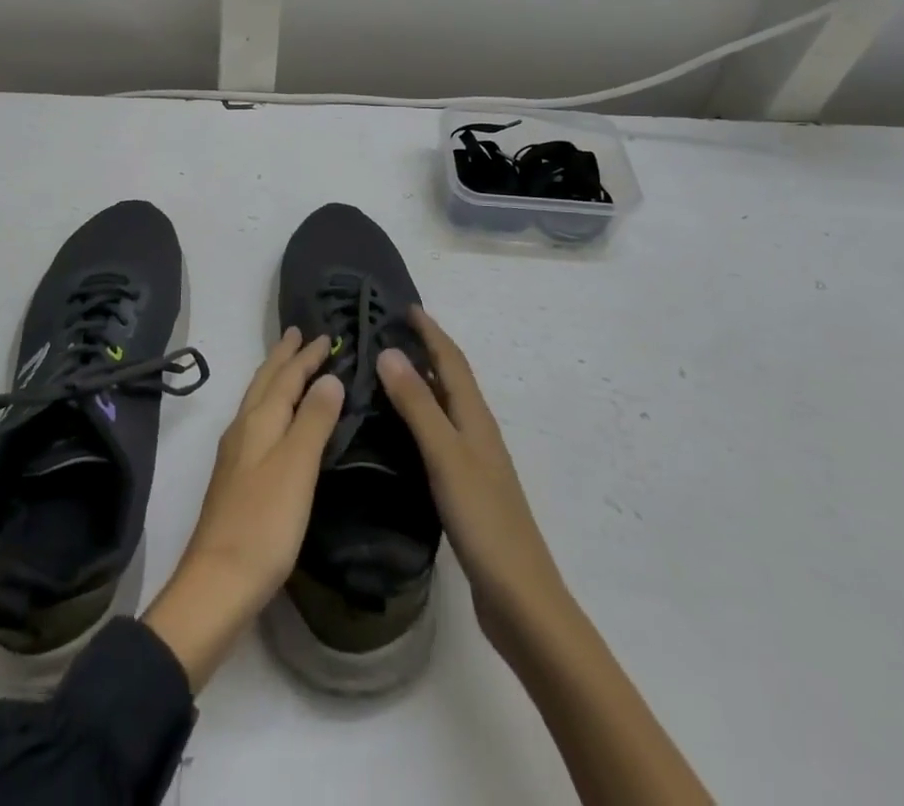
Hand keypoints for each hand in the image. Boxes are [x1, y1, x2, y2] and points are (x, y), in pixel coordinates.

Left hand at [143, 329, 342, 689]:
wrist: (218, 583)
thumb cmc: (264, 523)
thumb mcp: (297, 467)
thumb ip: (313, 420)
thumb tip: (329, 378)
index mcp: (259, 421)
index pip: (286, 377)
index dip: (306, 356)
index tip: (325, 335)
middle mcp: (243, 429)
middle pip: (265, 383)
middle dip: (283, 358)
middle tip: (298, 334)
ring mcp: (236, 454)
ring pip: (258, 401)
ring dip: (276, 379)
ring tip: (289, 367)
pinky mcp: (236, 478)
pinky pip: (257, 423)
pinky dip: (272, 407)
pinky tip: (276, 422)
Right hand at [376, 307, 574, 660]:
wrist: (520, 598)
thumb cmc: (484, 520)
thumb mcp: (446, 456)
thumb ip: (417, 405)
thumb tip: (389, 351)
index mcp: (475, 418)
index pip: (451, 361)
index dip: (430, 331)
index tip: (405, 306)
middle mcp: (476, 431)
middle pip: (449, 379)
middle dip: (423, 350)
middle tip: (385, 333)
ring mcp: (473, 461)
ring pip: (443, 407)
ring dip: (419, 383)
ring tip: (384, 372)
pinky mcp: (465, 488)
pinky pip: (438, 435)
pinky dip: (418, 418)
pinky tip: (397, 432)